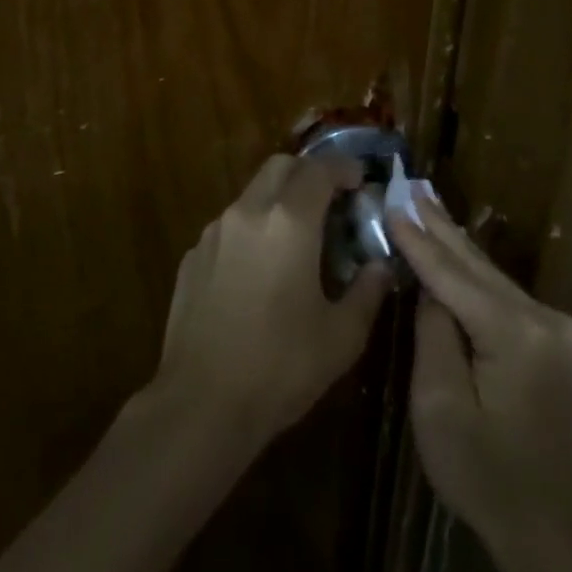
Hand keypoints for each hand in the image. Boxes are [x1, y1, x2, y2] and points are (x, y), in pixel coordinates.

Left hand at [155, 155, 391, 445]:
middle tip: (331, 200)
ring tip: (297, 237)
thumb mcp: (341, 336)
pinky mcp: (192, 258)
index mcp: (289, 222)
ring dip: (278, 199)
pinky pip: (229, 226)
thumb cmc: (280, 367)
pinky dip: (252, 229)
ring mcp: (213, 234)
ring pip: (251, 193)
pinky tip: (260, 270)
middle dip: (309, 173)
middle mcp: (248, 214)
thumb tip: (380, 268)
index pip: (319, 170)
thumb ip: (367, 292)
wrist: (201, 405)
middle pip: (280, 166)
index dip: (344, 168)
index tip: (361, 181)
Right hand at [388, 195, 571, 555]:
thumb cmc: (482, 473)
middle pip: (478, 266)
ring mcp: (555, 328)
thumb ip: (435, 335)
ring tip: (427, 206)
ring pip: (492, 277)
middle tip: (413, 187)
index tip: (393, 206)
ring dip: (457, 245)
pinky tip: (455, 250)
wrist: (547, 522)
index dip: (419, 242)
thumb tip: (432, 292)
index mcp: (515, 334)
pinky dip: (473, 273)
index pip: (454, 277)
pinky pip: (503, 295)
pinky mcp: (554, 340)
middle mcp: (544, 318)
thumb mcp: (440, 406)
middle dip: (441, 227)